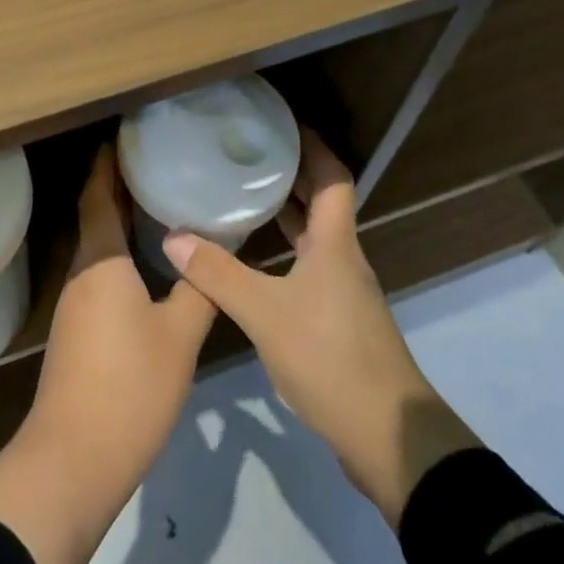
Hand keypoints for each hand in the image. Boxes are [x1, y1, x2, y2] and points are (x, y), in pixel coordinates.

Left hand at [0, 144, 215, 563]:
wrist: (74, 458)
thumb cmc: (129, 386)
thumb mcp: (179, 336)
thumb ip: (199, 289)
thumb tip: (216, 249)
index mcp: (101, 260)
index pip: (98, 195)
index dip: (108, 163)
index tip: (126, 136)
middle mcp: (82, 272)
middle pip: (96, 215)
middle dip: (119, 186)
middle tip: (156, 162)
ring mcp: (75, 303)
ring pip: (98, 246)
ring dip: (120, 221)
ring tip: (159, 204)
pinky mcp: (78, 330)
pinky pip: (99, 273)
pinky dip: (120, 254)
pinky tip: (148, 265)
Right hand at [162, 128, 477, 526]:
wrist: (389, 439)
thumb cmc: (332, 359)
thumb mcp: (266, 314)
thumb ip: (218, 275)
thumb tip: (173, 236)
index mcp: (335, 244)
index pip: (332, 177)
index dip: (312, 146)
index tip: (282, 124)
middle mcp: (342, 259)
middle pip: (321, 203)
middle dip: (289, 175)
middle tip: (246, 154)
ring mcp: (342, 292)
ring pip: (313, 237)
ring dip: (284, 214)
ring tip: (241, 196)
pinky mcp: (337, 321)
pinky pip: (306, 267)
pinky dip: (281, 251)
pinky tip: (250, 261)